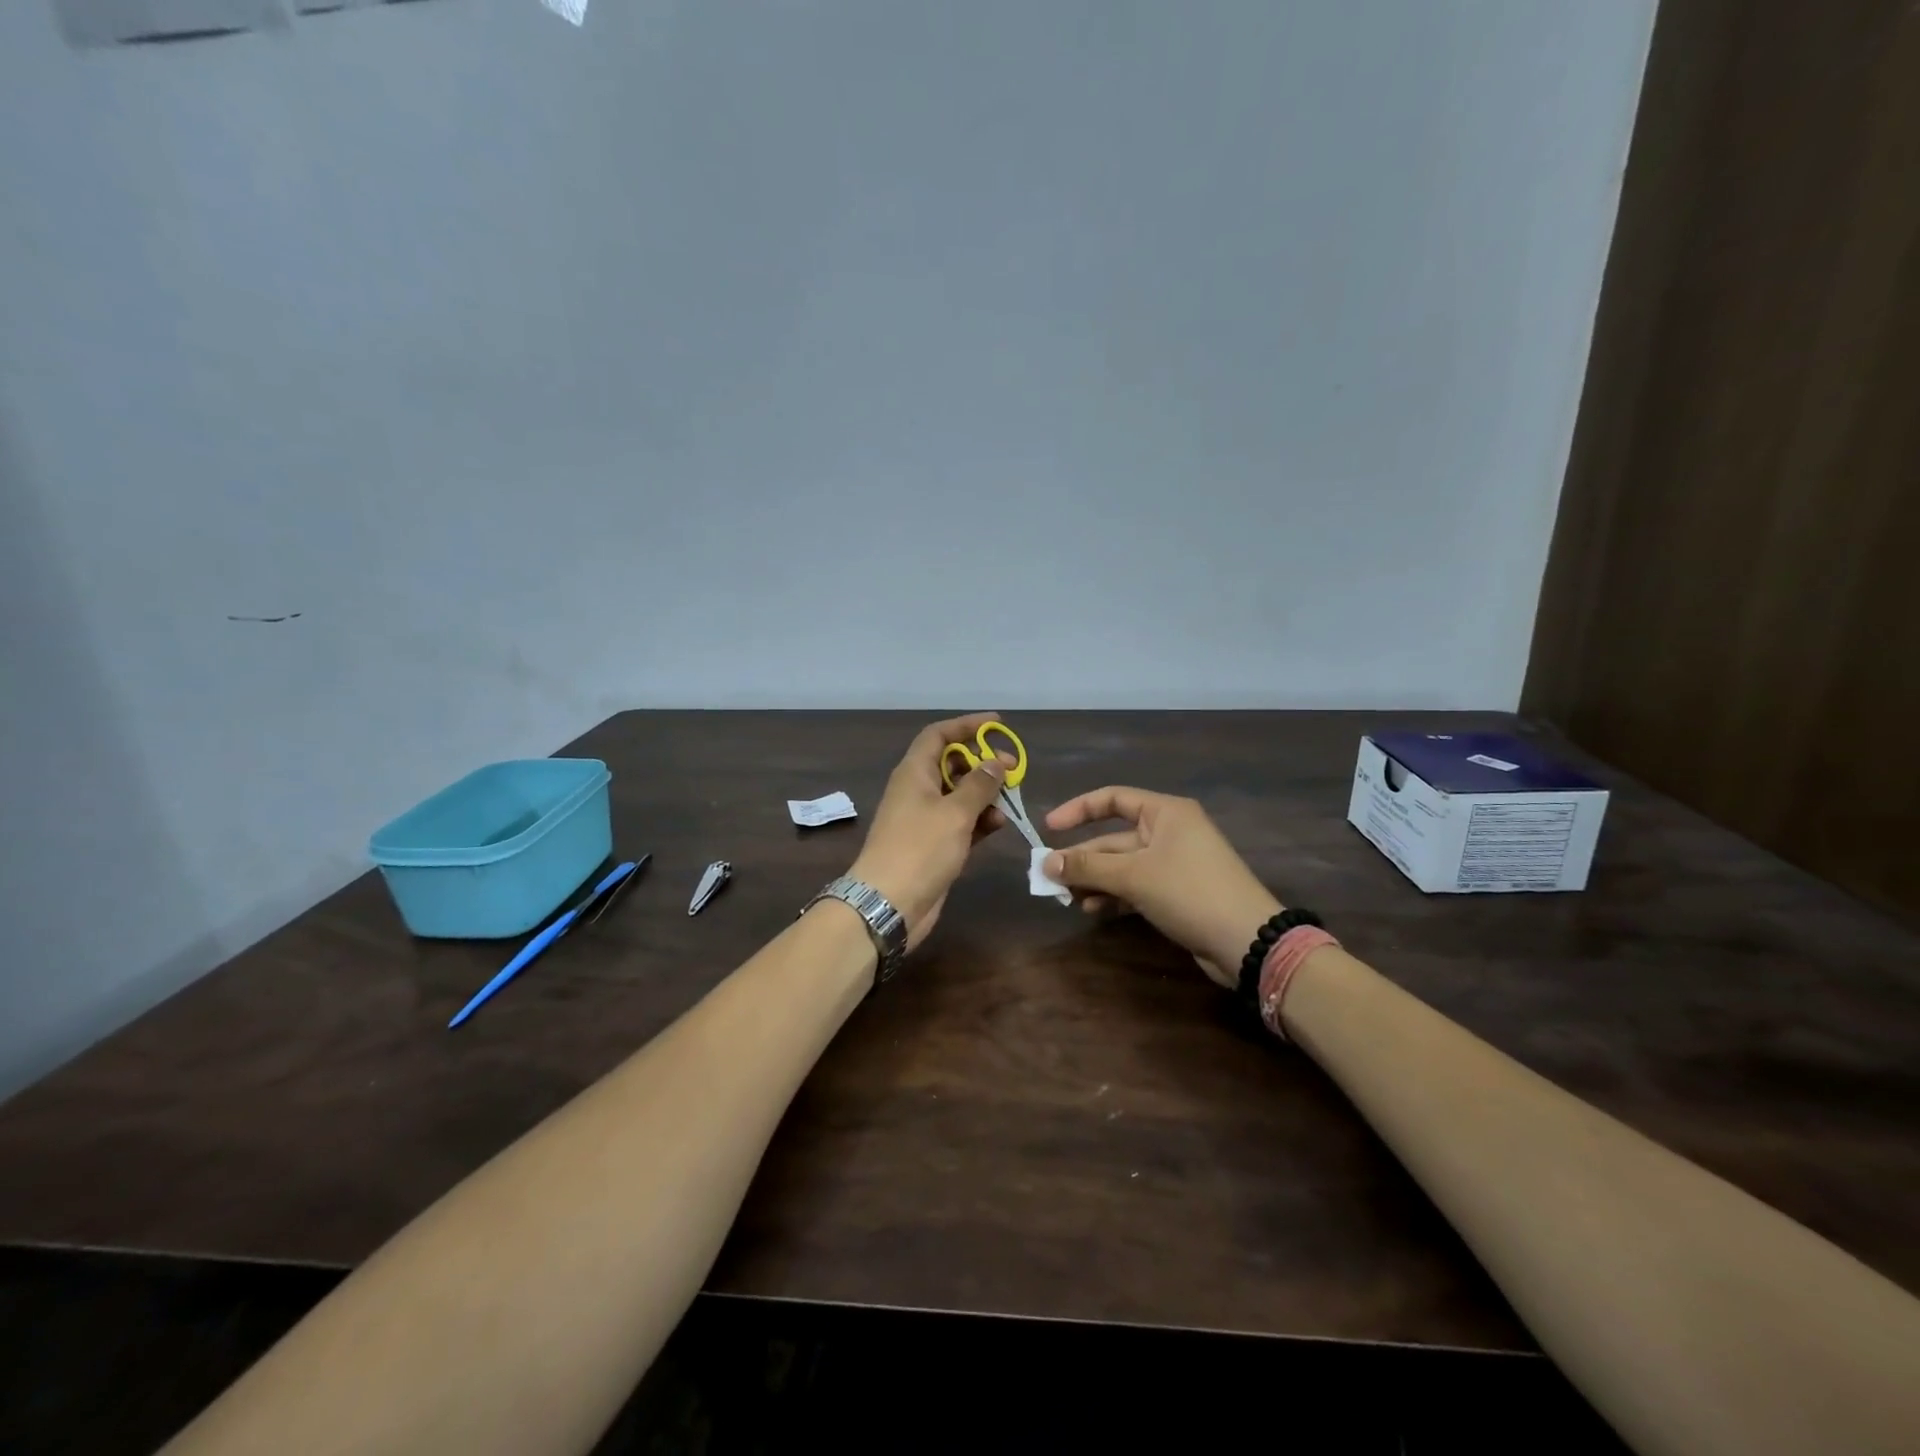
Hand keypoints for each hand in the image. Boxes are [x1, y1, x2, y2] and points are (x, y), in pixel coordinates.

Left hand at [847, 712, 1009, 950]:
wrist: (888, 903)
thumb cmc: (920, 849)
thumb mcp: (955, 812)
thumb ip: (979, 784)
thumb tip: (995, 761)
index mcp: (914, 772)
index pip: (938, 735)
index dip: (966, 726)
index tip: (997, 724)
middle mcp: (917, 790)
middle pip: (951, 764)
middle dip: (982, 764)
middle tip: (1012, 770)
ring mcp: (924, 819)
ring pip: (958, 795)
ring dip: (984, 795)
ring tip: (1010, 802)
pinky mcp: (933, 845)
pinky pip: (960, 822)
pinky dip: (978, 820)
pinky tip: (998, 826)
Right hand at [1043, 787, 1280, 987]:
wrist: (1247, 941)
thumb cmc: (1189, 892)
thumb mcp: (1133, 876)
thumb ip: (1087, 868)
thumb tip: (1045, 863)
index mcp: (1164, 812)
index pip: (1112, 799)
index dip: (1078, 810)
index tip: (1049, 828)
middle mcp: (1169, 831)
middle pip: (1114, 837)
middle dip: (1083, 858)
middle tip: (1051, 878)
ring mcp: (1174, 863)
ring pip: (1122, 865)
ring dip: (1095, 880)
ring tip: (1068, 899)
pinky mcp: (1177, 892)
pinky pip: (1135, 885)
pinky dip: (1114, 894)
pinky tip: (1094, 909)